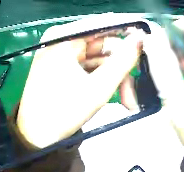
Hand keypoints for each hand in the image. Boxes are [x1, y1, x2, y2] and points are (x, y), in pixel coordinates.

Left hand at [17, 16, 144, 148]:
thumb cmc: (63, 112)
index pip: (104, 24)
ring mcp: (61, 52)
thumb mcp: (99, 87)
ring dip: (115, 77)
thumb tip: (140, 38)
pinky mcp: (63, 64)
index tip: (147, 42)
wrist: (36, 137)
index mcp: (64, 37)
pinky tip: (114, 95)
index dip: (128, 32)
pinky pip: (90, 65)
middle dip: (122, 66)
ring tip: (127, 101)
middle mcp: (61, 39)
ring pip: (99, 57)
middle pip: (104, 43)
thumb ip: (123, 60)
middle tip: (136, 88)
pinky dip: (103, 78)